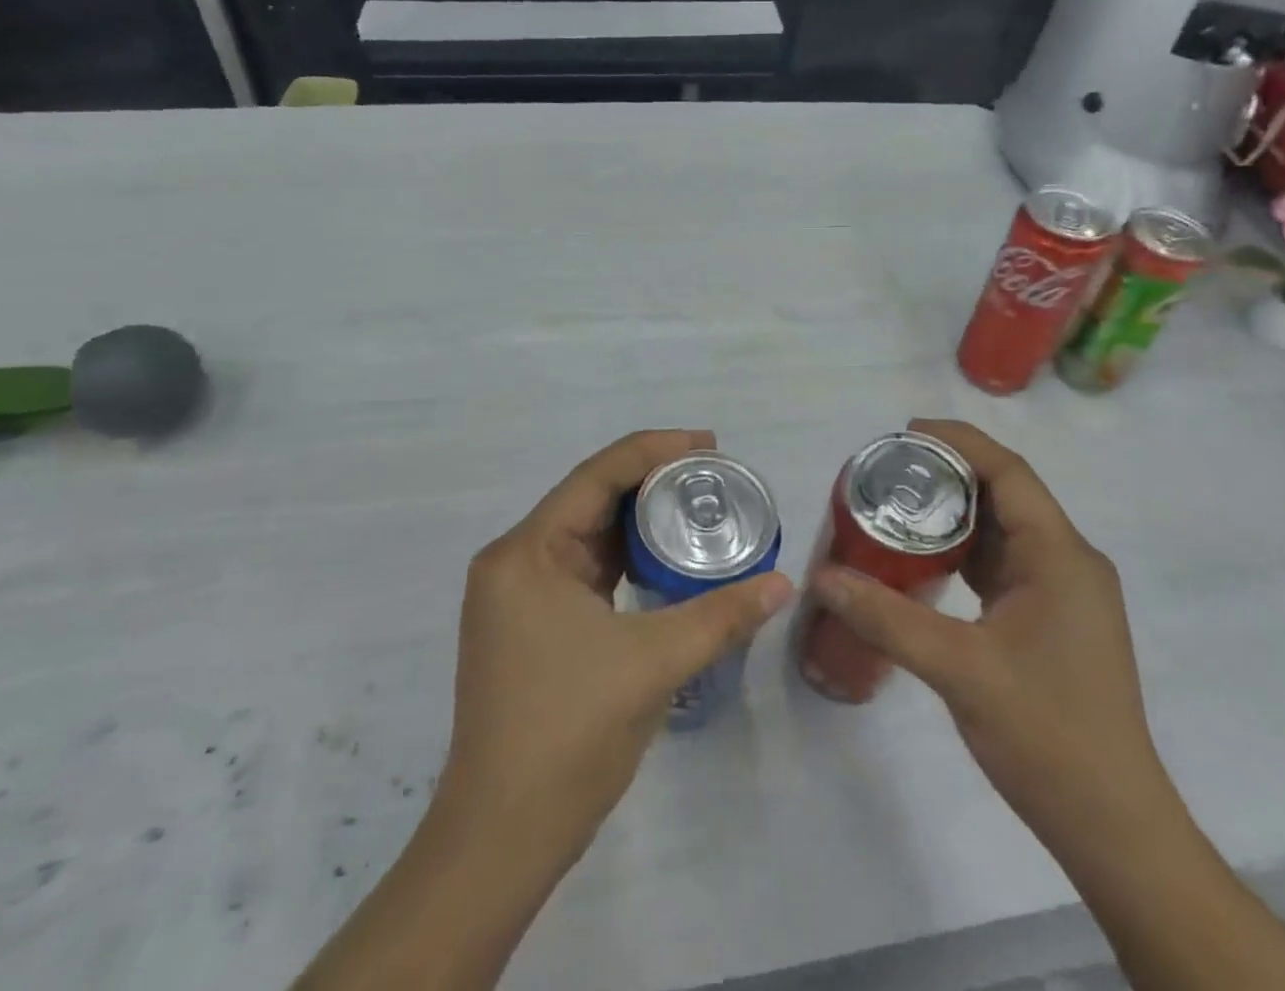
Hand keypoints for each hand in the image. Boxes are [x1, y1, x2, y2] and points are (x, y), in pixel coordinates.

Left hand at [297, 431, 793, 990]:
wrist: (501, 838)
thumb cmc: (569, 734)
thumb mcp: (654, 664)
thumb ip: (721, 615)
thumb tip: (783, 582)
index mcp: (527, 552)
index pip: (598, 475)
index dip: (656, 449)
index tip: (710, 445)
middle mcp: (515, 561)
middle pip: (592, 498)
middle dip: (653, 481)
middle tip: (714, 476)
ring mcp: (519, 596)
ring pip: (589, 534)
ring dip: (640, 519)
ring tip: (699, 506)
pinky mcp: (531, 624)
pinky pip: (586, 569)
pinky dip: (626, 556)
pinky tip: (665, 557)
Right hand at [810, 419, 1170, 849]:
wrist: (1112, 826)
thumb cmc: (1046, 736)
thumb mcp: (958, 670)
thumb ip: (887, 618)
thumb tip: (822, 578)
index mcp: (1060, 555)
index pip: (1008, 472)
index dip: (958, 441)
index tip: (904, 432)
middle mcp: (1069, 560)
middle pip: (1006, 494)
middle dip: (949, 474)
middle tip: (888, 471)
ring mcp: (1064, 591)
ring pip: (1005, 530)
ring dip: (956, 514)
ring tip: (897, 505)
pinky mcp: (1054, 618)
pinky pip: (1005, 564)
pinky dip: (966, 551)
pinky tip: (926, 559)